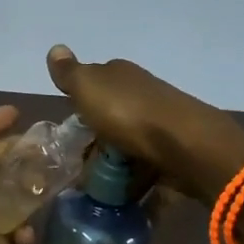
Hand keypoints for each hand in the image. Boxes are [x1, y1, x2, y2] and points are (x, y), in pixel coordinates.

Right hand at [46, 45, 243, 202]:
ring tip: (99, 188)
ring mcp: (161, 123)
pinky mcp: (174, 151)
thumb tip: (55, 48)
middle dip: (96, 138)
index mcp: (120, 75)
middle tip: (79, 164)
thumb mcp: (88, 88)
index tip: (69, 129)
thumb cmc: (129, 113)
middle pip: (111, 116)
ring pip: (129, 142)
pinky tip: (125, 195)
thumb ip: (69, 73)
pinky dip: (136, 179)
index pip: (94, 83)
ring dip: (116, 163)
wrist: (188, 146)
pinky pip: (147, 166)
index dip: (80, 103)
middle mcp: (142, 93)